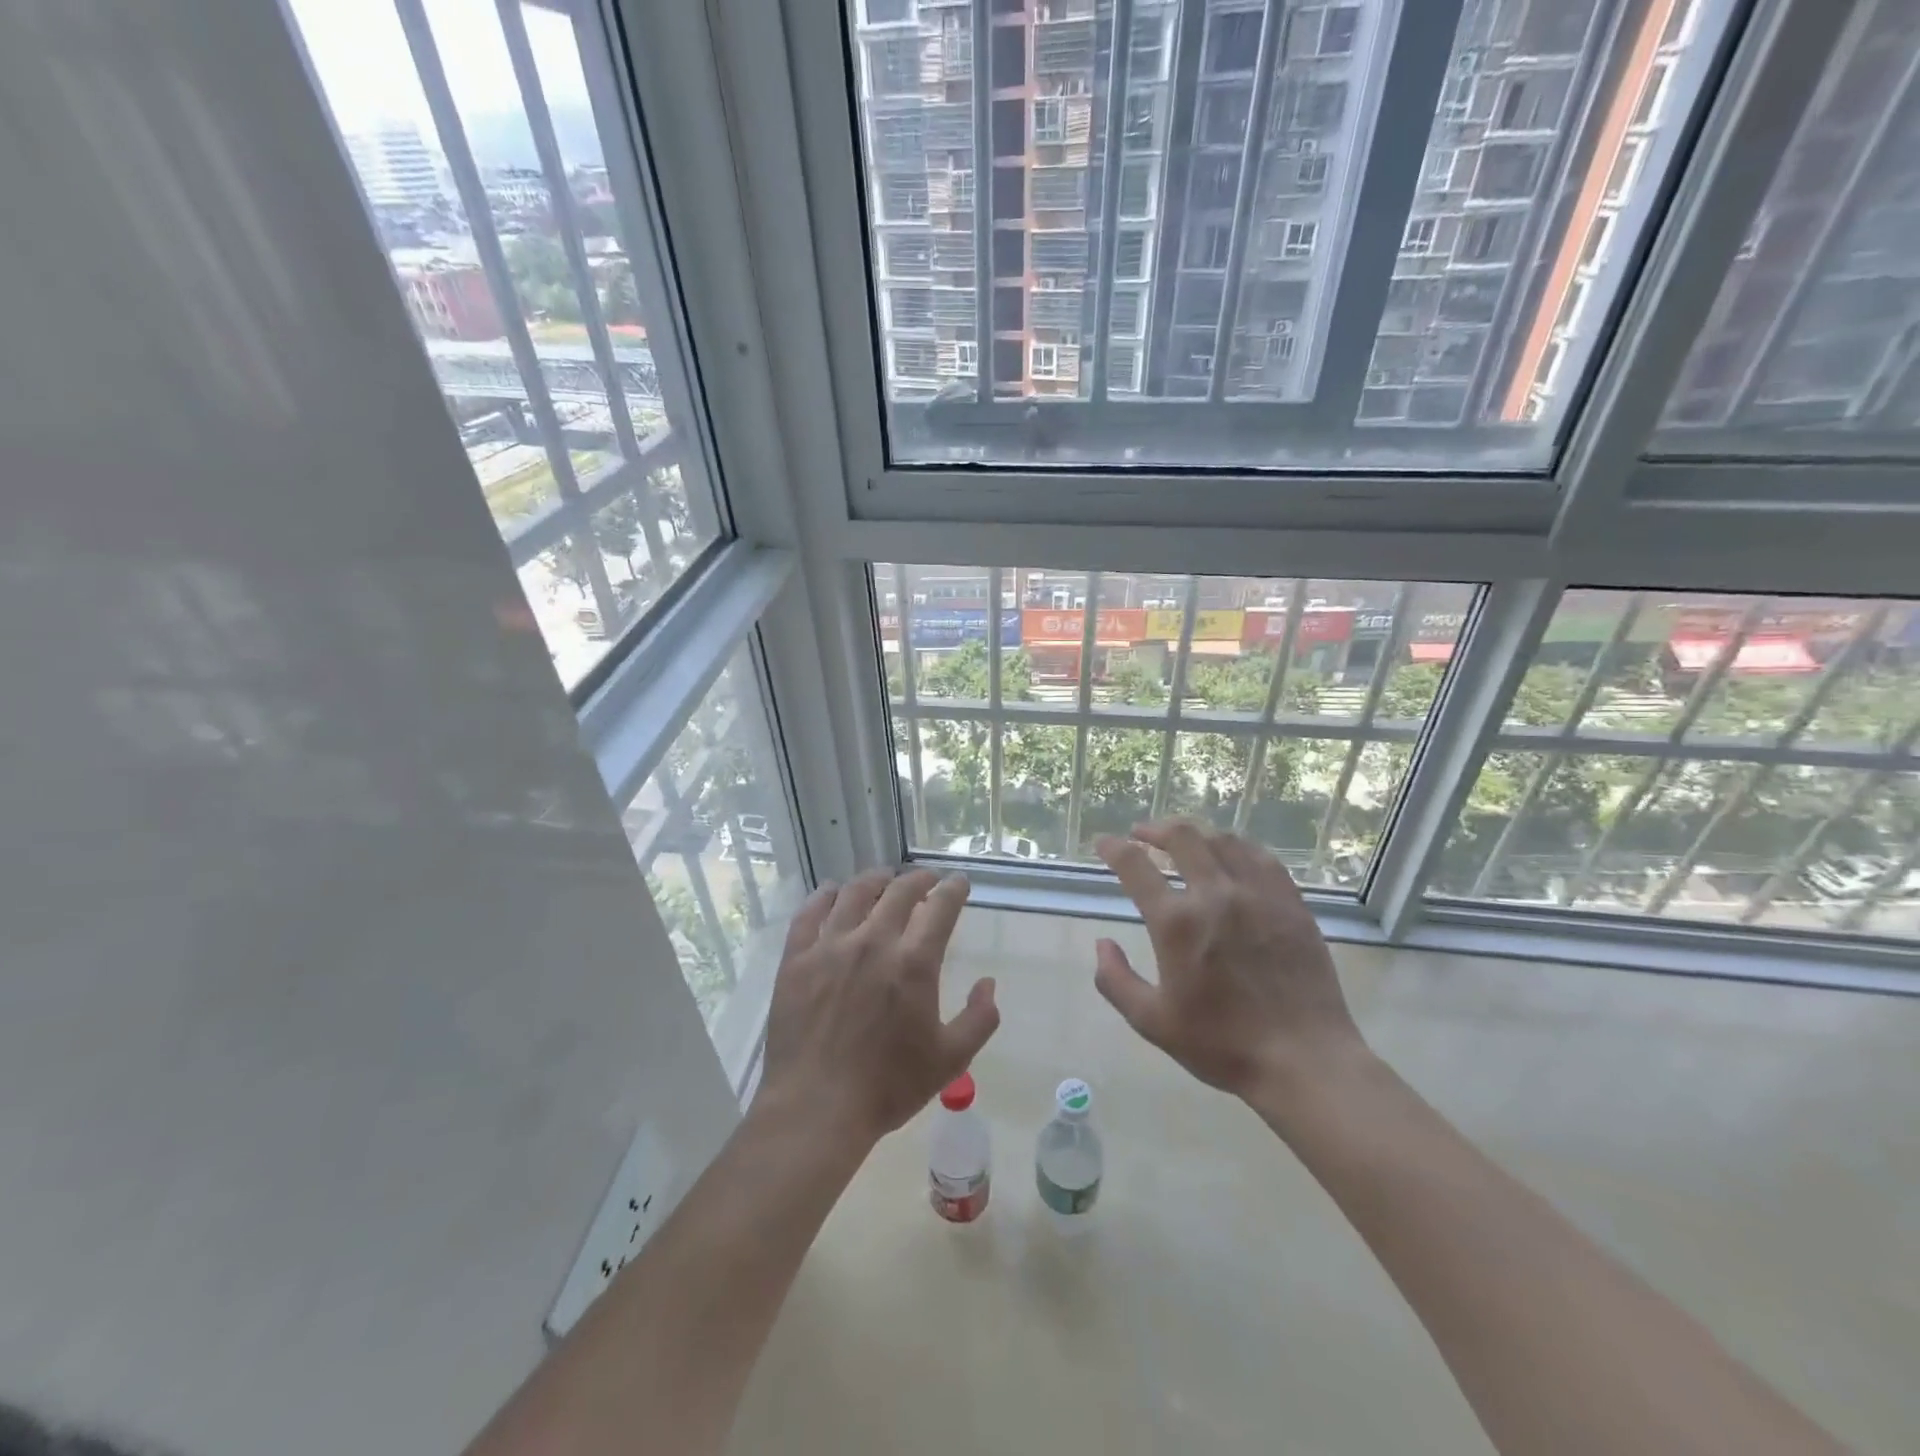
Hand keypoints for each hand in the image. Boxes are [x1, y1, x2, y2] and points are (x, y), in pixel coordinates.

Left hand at [759, 868, 999, 1145]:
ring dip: (875, 879)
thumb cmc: (888, 1086)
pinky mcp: (796, 959)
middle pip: (898, 892)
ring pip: (854, 893)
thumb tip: (988, 983)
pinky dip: (824, 896)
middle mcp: (873, 942)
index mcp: (913, 963)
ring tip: (884, 877)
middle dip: (918, 879)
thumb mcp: (951, 1060)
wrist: (816, 1109)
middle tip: (926, 880)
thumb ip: (979, 1019)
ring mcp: (830, 947)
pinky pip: (810, 913)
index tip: (959, 882)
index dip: (953, 889)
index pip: (939, 908)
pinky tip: (832, 892)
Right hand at [1094, 821, 1369, 1107]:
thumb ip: (1116, 981)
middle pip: (1182, 837)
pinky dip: (1238, 847)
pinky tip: (1232, 855)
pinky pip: (1262, 858)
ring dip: (1196, 834)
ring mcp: (1258, 895)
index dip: (1114, 848)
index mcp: (1176, 923)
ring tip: (1184, 841)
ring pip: (1223, 840)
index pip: (1135, 865)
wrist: (1304, 1060)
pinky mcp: (1291, 903)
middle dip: (1155, 829)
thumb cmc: (1222, 1045)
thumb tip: (1102, 944)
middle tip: (1142, 834)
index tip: (1104, 843)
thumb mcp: (1152, 1022)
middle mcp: (1215, 895)